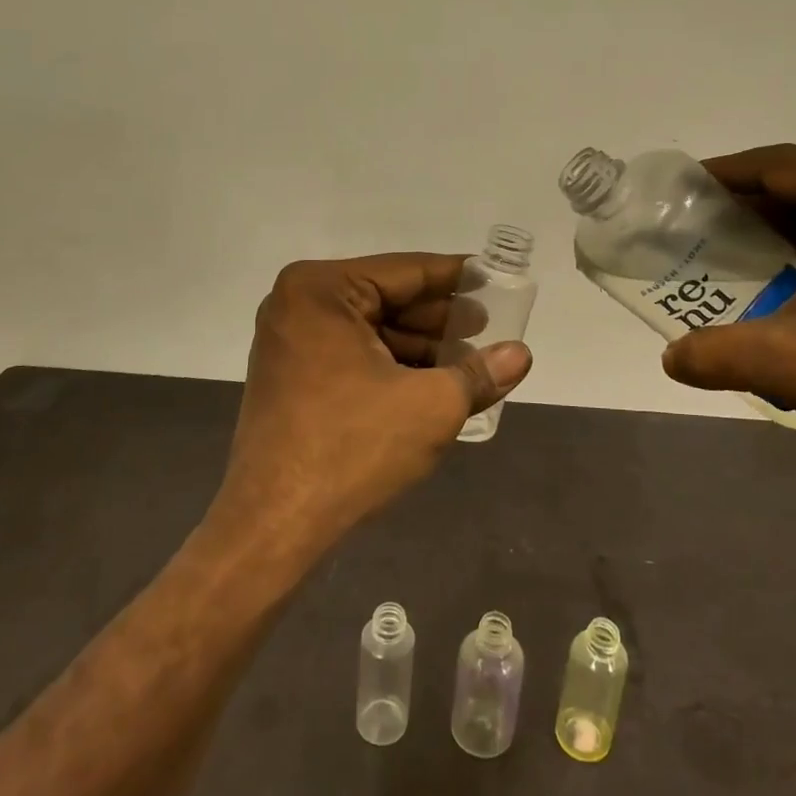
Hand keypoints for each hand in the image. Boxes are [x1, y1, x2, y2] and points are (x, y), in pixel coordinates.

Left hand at [213, 253, 533, 553]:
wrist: (274, 525)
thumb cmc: (353, 448)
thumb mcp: (430, 406)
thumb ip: (479, 374)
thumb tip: (521, 354)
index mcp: (321, 290)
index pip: (406, 271)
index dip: (456, 276)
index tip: (494, 279)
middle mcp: (297, 305)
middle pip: (386, 298)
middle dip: (439, 317)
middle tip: (488, 326)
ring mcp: (289, 343)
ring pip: (370, 330)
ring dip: (419, 345)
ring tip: (469, 361)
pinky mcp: (290, 378)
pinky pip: (351, 355)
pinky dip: (391, 365)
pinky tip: (431, 383)